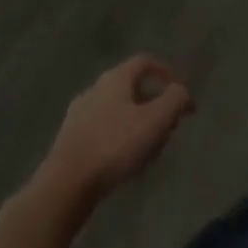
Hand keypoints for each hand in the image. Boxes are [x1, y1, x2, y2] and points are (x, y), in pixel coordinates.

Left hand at [39, 56, 194, 206]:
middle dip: (153, 104)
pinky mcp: (69, 139)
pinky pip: (101, 130)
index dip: (166, 73)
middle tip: (167, 126)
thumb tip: (183, 93)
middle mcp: (95, 88)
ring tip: (148, 149)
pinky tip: (122, 162)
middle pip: (131, 87)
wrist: (64, 185)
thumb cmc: (114, 146)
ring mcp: (78, 114)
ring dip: (135, 123)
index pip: (145, 62)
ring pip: (116, 110)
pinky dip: (117, 138)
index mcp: (115, 78)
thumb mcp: (155, 121)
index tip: (180, 93)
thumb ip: (175, 101)